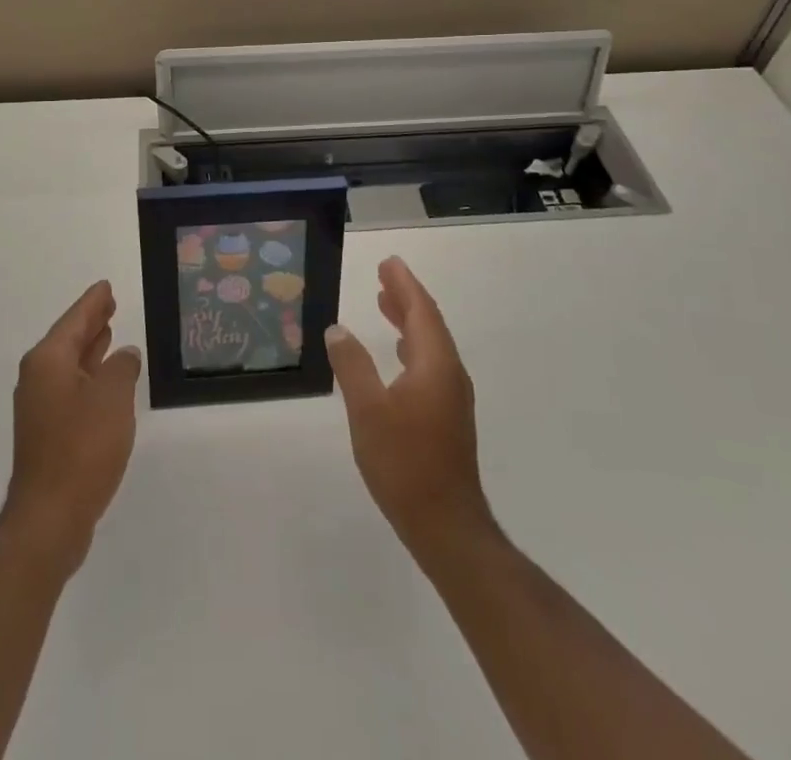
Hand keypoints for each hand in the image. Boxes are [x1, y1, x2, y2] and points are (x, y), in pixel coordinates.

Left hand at [2, 280, 141, 577]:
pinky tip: (105, 380)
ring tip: (109, 332)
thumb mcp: (113, 397)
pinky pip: (70, 388)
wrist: (50, 516)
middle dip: (90, 322)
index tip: (105, 286)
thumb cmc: (83, 447)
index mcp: (48, 360)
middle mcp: (38, 377)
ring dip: (90, 349)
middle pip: (68, 339)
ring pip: (69, 365)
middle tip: (109, 303)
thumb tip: (124, 355)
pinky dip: (88, 376)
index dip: (93, 303)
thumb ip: (122, 368)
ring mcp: (40, 407)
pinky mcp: (47, 433)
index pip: (75, 320)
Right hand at [325, 257, 492, 559]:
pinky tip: (398, 354)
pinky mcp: (448, 417)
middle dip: (406, 297)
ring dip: (409, 321)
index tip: (389, 263)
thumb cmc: (405, 463)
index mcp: (435, 365)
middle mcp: (450, 374)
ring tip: (385, 304)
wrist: (446, 526)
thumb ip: (352, 365)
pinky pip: (430, 364)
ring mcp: (452, 398)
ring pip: (431, 345)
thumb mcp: (367, 411)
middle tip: (384, 275)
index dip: (404, 285)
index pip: (421, 311)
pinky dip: (412, 346)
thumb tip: (337, 329)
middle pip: (429, 324)